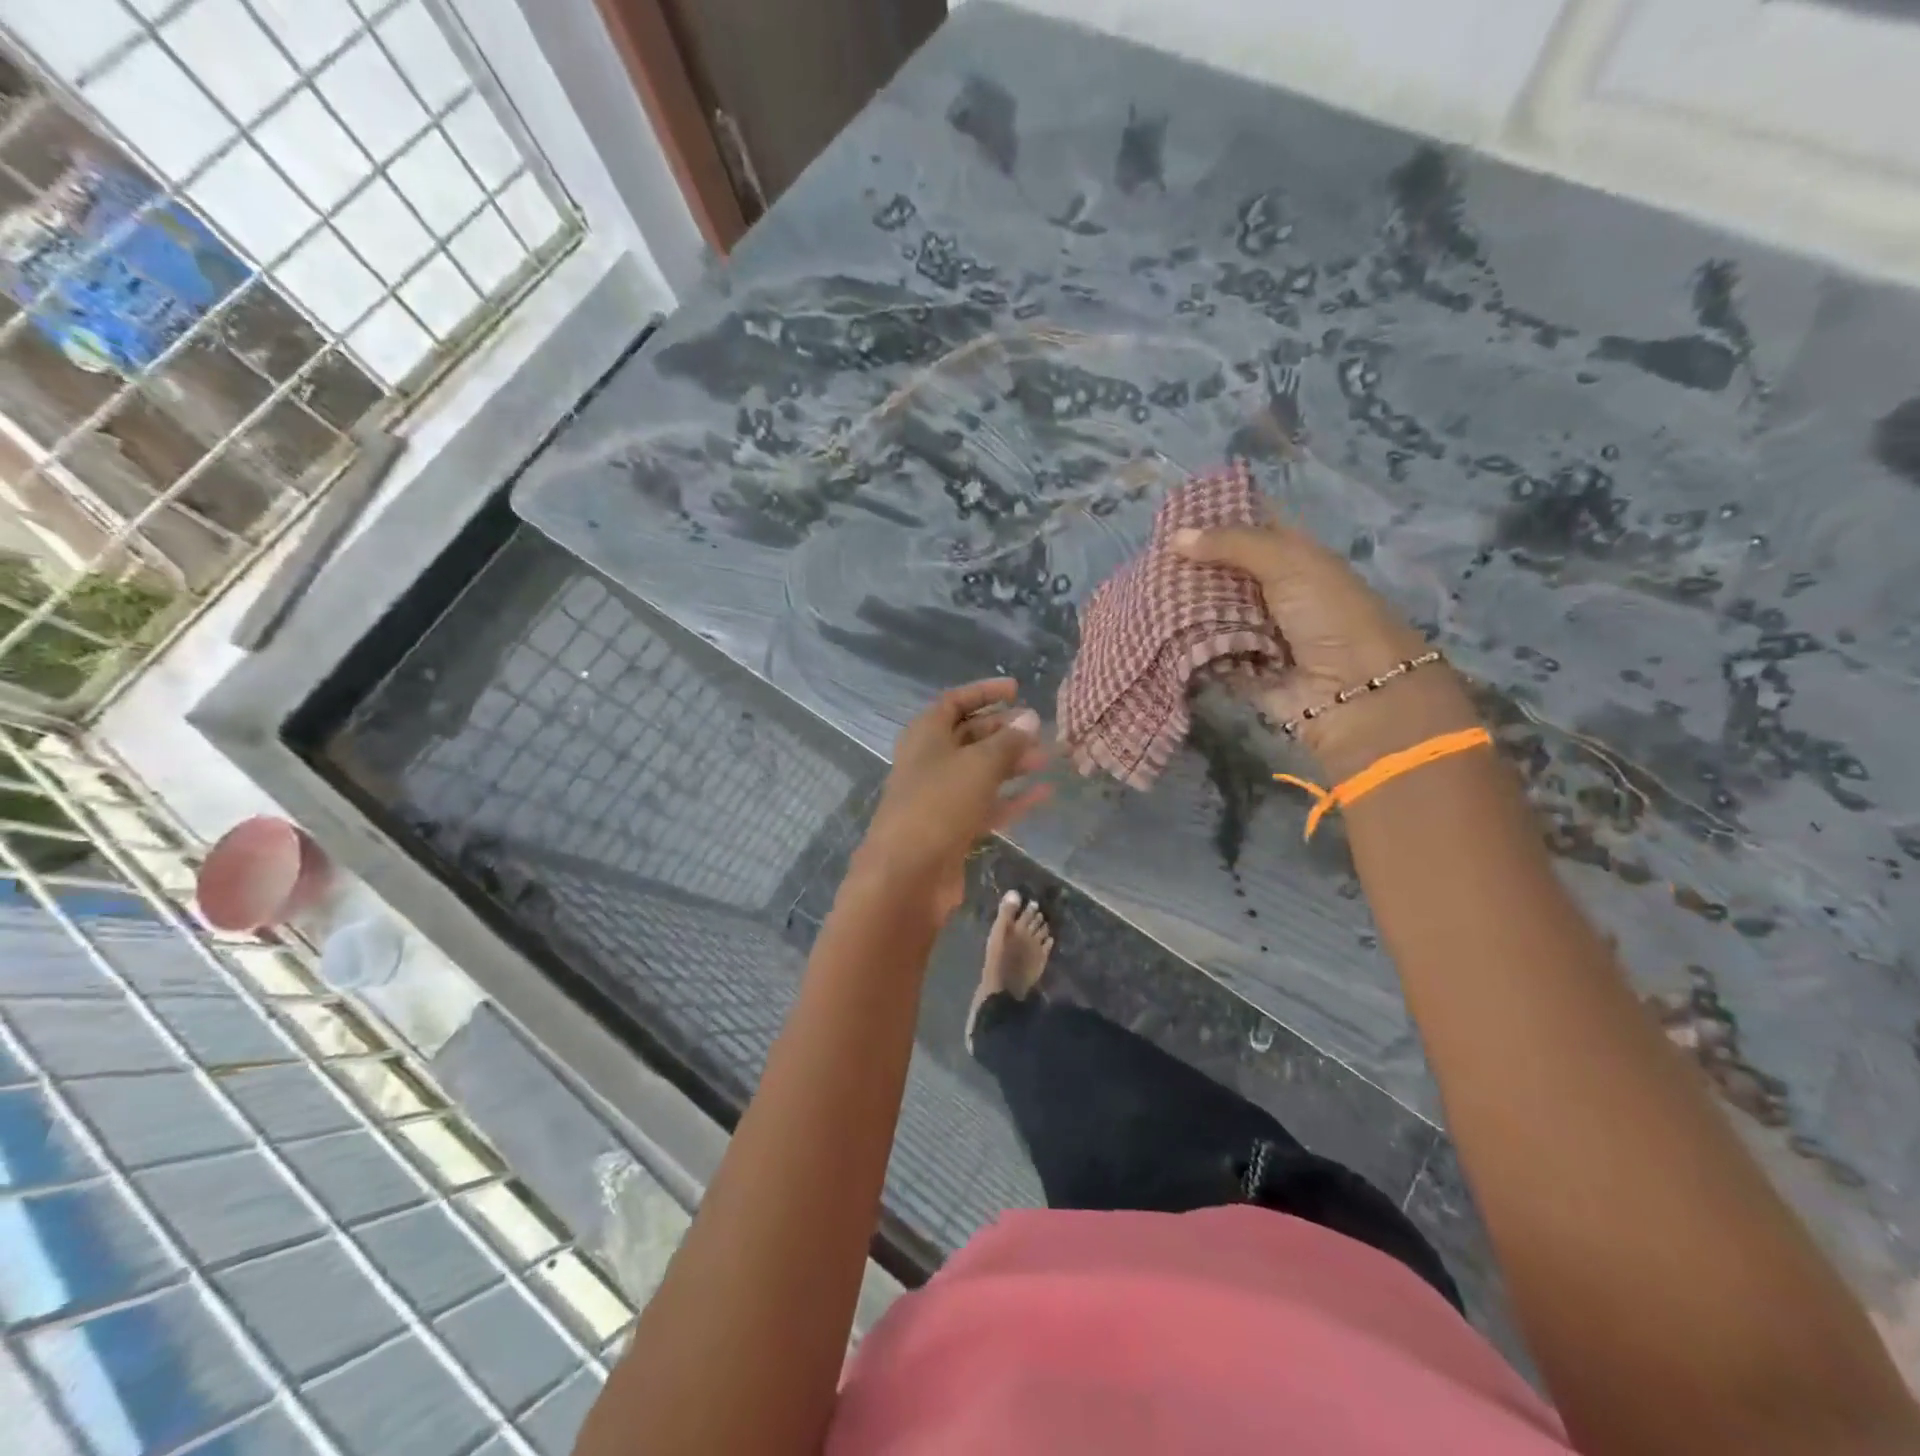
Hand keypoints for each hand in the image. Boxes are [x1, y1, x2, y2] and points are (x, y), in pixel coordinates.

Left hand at [855, 679, 1050, 919]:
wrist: (907, 873)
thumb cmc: (939, 803)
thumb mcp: (979, 764)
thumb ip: (1008, 742)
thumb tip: (1030, 719)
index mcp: (925, 735)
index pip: (955, 702)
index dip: (984, 693)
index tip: (1017, 689)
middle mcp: (930, 761)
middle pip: (969, 736)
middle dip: (1004, 730)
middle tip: (1038, 728)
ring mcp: (940, 797)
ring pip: (980, 772)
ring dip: (1012, 764)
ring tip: (1046, 758)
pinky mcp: (952, 829)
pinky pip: (986, 805)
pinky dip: (1012, 798)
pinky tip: (1043, 793)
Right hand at [1172, 522, 1476, 777]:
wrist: (1355, 693)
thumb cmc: (1329, 615)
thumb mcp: (1288, 563)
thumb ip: (1232, 544)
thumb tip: (1175, 537)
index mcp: (1292, 557)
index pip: (1248, 527)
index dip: (1214, 516)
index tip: (1168, 514)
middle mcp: (1272, 591)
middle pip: (1221, 572)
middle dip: (1187, 566)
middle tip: (1143, 559)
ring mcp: (1255, 632)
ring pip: (1208, 612)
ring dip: (1181, 607)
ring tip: (1138, 594)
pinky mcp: (1240, 669)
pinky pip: (1204, 652)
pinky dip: (1184, 646)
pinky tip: (1153, 632)